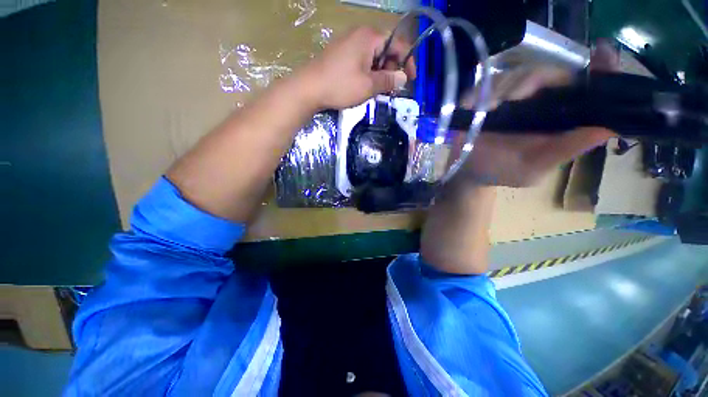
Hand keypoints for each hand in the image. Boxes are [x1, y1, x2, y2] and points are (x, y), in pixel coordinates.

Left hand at [300, 26, 416, 109]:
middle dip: (392, 69)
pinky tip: (365, 86)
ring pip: (373, 57)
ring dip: (380, 73)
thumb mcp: (368, 86)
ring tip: (377, 91)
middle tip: (391, 89)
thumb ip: (388, 80)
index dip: (407, 61)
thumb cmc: (340, 86)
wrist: (308, 88)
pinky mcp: (341, 54)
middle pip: (385, 49)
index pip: (398, 44)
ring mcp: (348, 43)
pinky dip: (368, 73)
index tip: (411, 79)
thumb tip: (403, 78)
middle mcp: (360, 35)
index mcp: (369, 37)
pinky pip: (361, 61)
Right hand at [453, 41, 619, 186]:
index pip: (586, 85)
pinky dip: (485, 92)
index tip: (603, 53)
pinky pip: (488, 84)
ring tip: (493, 109)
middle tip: (516, 99)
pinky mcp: (484, 96)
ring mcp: (509, 96)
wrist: (468, 172)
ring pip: (517, 74)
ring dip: (506, 89)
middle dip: (537, 80)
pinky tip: (480, 108)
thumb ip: (568, 148)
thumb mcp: (537, 165)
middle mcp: (538, 100)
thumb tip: (609, 128)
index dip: (599, 68)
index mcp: (559, 115)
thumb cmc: (503, 171)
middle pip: (549, 72)